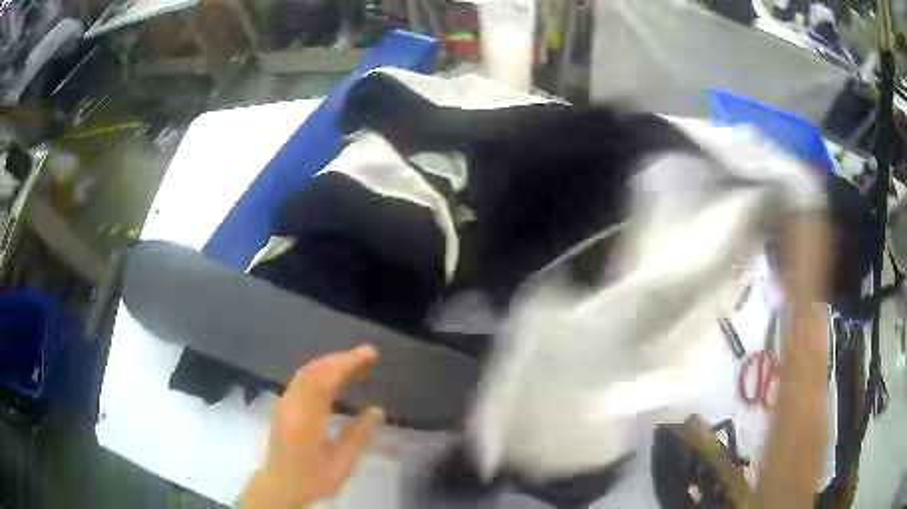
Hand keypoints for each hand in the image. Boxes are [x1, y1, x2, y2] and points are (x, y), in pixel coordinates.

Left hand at [241, 345, 384, 507]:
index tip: (369, 354)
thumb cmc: (312, 478)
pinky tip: (332, 375)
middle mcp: (292, 404)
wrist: (279, 485)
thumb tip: (377, 411)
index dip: (348, 362)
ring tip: (353, 361)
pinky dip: (320, 370)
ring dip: (330, 362)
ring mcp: (285, 403)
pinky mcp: (283, 406)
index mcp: (307, 418)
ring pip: (306, 372)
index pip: (326, 379)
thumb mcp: (341, 464)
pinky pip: (301, 379)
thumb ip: (358, 436)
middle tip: (366, 354)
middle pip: (315, 370)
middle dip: (341, 358)